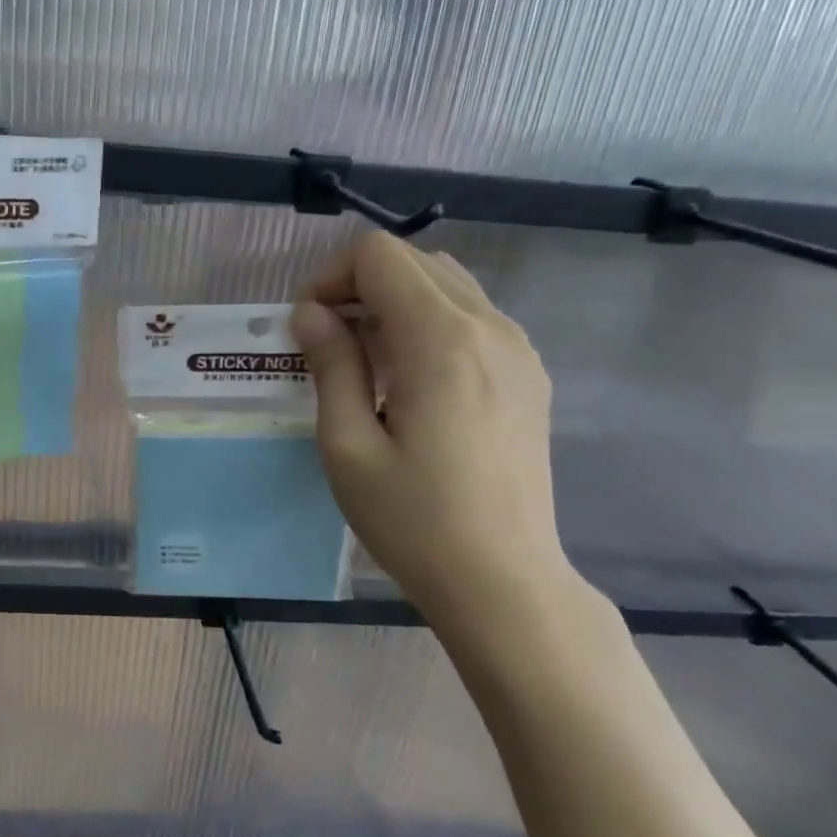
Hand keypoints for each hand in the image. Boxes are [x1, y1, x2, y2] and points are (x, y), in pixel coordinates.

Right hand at [290, 233, 568, 618]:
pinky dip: (429, 324)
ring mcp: (518, 349)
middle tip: (327, 345)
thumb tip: (311, 314)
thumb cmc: (413, 520)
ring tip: (366, 364)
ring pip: (446, 285)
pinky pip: (472, 318)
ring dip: (395, 303)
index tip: (309, 330)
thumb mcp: (348, 446)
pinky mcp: (528, 374)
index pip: (380, 256)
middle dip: (359, 286)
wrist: (502, 580)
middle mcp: (489, 328)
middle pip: (415, 260)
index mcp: (441, 340)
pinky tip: (410, 382)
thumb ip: (331, 366)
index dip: (331, 278)